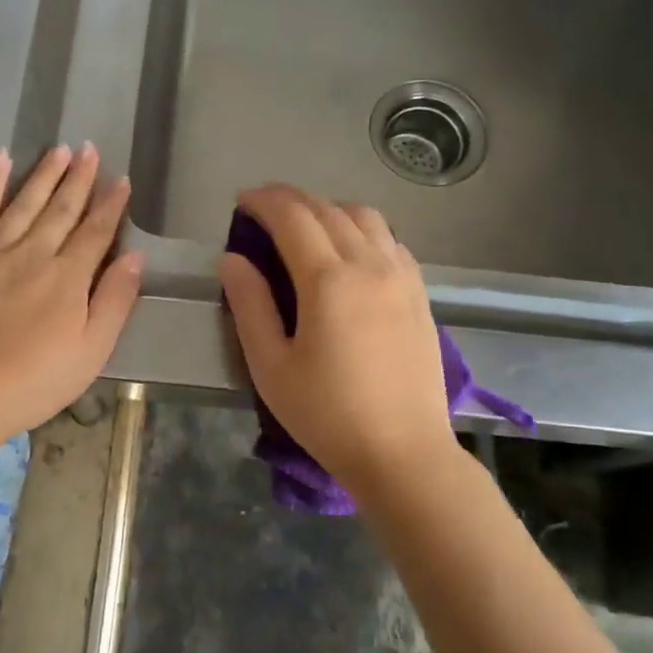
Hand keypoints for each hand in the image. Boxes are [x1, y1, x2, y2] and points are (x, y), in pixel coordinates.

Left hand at [0, 144, 142, 446]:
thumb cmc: (34, 382)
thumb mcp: (91, 352)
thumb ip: (115, 301)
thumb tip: (134, 256)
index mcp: (68, 278)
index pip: (96, 232)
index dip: (111, 205)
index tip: (121, 180)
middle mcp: (32, 254)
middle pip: (61, 209)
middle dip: (79, 179)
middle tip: (90, 150)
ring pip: (23, 203)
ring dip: (44, 174)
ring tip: (59, 150)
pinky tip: (0, 160)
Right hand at [218, 184, 456, 494]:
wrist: (403, 453)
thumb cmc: (327, 415)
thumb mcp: (271, 366)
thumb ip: (249, 305)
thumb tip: (232, 259)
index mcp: (328, 280)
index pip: (292, 216)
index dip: (263, 201)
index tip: (241, 201)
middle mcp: (370, 264)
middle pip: (328, 209)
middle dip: (291, 199)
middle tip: (263, 208)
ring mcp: (402, 277)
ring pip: (365, 217)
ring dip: (329, 209)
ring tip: (305, 227)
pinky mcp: (419, 294)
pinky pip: (390, 240)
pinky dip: (362, 229)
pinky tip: (350, 251)